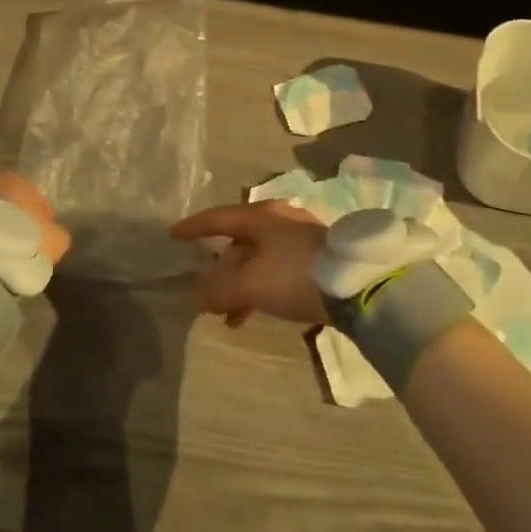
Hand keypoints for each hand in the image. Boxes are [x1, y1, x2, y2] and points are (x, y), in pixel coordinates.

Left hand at [0, 171, 70, 268]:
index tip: (41, 236)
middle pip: (7, 201)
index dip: (40, 218)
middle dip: (12, 217)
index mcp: (18, 180)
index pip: (35, 197)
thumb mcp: (56, 241)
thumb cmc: (24, 243)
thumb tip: (52, 232)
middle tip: (17, 242)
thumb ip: (56, 233)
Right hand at [170, 201, 328, 327]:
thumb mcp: (250, 285)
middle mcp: (280, 219)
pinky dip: (261, 287)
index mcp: (261, 215)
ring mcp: (300, 236)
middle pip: (239, 241)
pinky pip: (276, 269)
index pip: (218, 217)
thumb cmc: (295, 275)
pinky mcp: (316, 257)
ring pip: (258, 258)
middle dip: (221, 269)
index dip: (194, 227)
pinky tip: (257, 312)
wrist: (357, 286)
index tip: (173, 235)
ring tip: (231, 316)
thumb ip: (218, 290)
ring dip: (241, 285)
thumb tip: (194, 295)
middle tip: (208, 293)